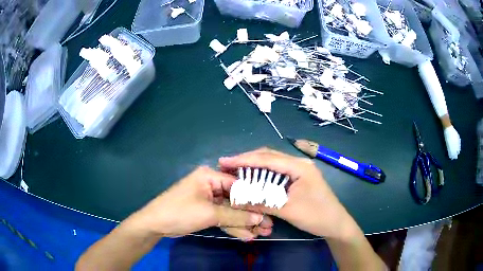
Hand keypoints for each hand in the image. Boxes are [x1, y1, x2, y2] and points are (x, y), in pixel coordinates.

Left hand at [126, 166, 268, 238]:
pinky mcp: (205, 213)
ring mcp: (208, 201)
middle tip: (269, 225)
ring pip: (231, 212)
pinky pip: (223, 219)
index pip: (238, 184)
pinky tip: (247, 235)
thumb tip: (260, 218)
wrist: (155, 225)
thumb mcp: (209, 213)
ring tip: (263, 233)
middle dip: (251, 214)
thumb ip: (235, 215)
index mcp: (209, 177)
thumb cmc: (180, 212)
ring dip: (245, 223)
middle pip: (236, 200)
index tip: (270, 208)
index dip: (254, 197)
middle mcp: (210, 186)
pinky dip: (233, 227)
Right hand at [219, 148, 355, 238]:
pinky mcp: (299, 178)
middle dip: (247, 160)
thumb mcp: (287, 210)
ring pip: (273, 163)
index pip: (266, 159)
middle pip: (269, 156)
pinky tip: (253, 179)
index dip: (243, 159)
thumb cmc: (316, 216)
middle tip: (227, 165)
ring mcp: (300, 170)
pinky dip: (263, 174)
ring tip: (236, 170)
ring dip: (254, 166)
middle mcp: (299, 163)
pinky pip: (278, 172)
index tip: (224, 161)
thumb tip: (235, 199)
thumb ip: (261, 202)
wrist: (336, 224)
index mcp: (299, 166)